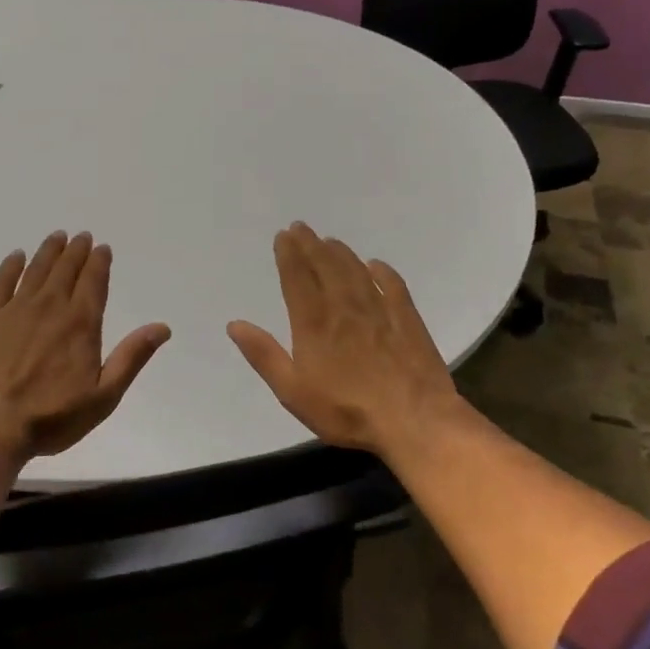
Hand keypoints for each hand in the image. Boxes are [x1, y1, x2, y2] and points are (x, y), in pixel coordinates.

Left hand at [0, 231, 170, 460]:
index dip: (99, 262)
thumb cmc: (52, 417)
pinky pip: (1, 283)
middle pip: (66, 270)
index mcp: (80, 323)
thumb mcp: (104, 396)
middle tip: (81, 237)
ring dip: (49, 251)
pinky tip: (16, 256)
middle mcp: (50, 307)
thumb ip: (132, 357)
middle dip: (76, 251)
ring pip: (36, 270)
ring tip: (57, 237)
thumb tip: (162, 327)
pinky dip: (11, 266)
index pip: (93, 282)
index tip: (102, 248)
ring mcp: (15, 310)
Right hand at [228, 222, 468, 457]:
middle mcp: (344, 307)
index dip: (289, 254)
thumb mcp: (293, 391)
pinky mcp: (407, 320)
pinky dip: (383, 272)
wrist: (414, 421)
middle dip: (310, 245)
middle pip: (325, 267)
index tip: (283, 235)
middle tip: (301, 227)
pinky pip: (393, 286)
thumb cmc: (346, 411)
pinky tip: (376, 265)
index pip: (297, 278)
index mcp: (314, 323)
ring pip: (356, 271)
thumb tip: (235, 324)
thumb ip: (264, 355)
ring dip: (341, 253)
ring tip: (330, 241)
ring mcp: (379, 311)